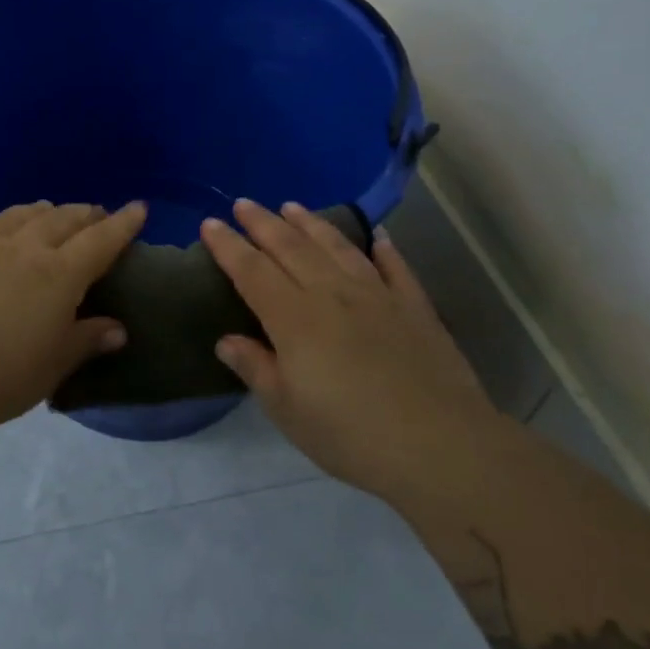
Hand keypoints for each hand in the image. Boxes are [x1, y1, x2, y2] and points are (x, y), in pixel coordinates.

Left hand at [0, 199, 147, 432]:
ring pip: (15, 216)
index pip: (100, 241)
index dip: (122, 223)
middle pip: (60, 221)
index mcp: (59, 275)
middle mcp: (23, 249)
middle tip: (95, 213)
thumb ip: (87, 340)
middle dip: (83, 214)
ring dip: (37, 210)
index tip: (138, 207)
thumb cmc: (2, 377)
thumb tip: (118, 329)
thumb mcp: (55, 364)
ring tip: (48, 208)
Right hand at [200, 199, 500, 494]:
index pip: (252, 271)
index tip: (209, 224)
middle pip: (290, 248)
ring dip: (311, 224)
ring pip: (336, 247)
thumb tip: (226, 340)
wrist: (440, 445)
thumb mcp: (288, 411)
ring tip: (292, 206)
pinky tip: (377, 236)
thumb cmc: (351, 434)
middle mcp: (332, 294)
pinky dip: (383, 248)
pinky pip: (394, 267)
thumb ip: (255, 368)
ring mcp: (377, 295)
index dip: (228, 246)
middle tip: (243, 203)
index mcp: (294, 319)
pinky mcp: (414, 307)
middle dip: (262, 223)